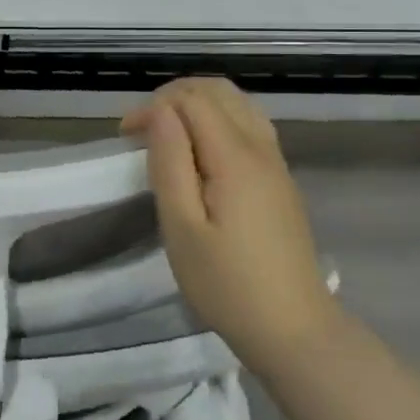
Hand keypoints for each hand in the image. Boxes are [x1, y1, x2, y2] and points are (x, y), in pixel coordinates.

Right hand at [123, 79, 334, 377]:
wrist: (294, 329)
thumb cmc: (227, 284)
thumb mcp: (182, 227)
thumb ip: (170, 162)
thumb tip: (159, 111)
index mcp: (235, 156)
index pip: (191, 100)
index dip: (153, 106)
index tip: (124, 137)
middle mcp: (261, 147)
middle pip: (219, 91)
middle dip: (174, 96)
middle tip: (142, 128)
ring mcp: (276, 162)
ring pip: (238, 104)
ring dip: (198, 105)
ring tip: (167, 134)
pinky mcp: (280, 179)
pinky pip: (250, 125)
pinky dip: (219, 120)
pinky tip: (200, 151)